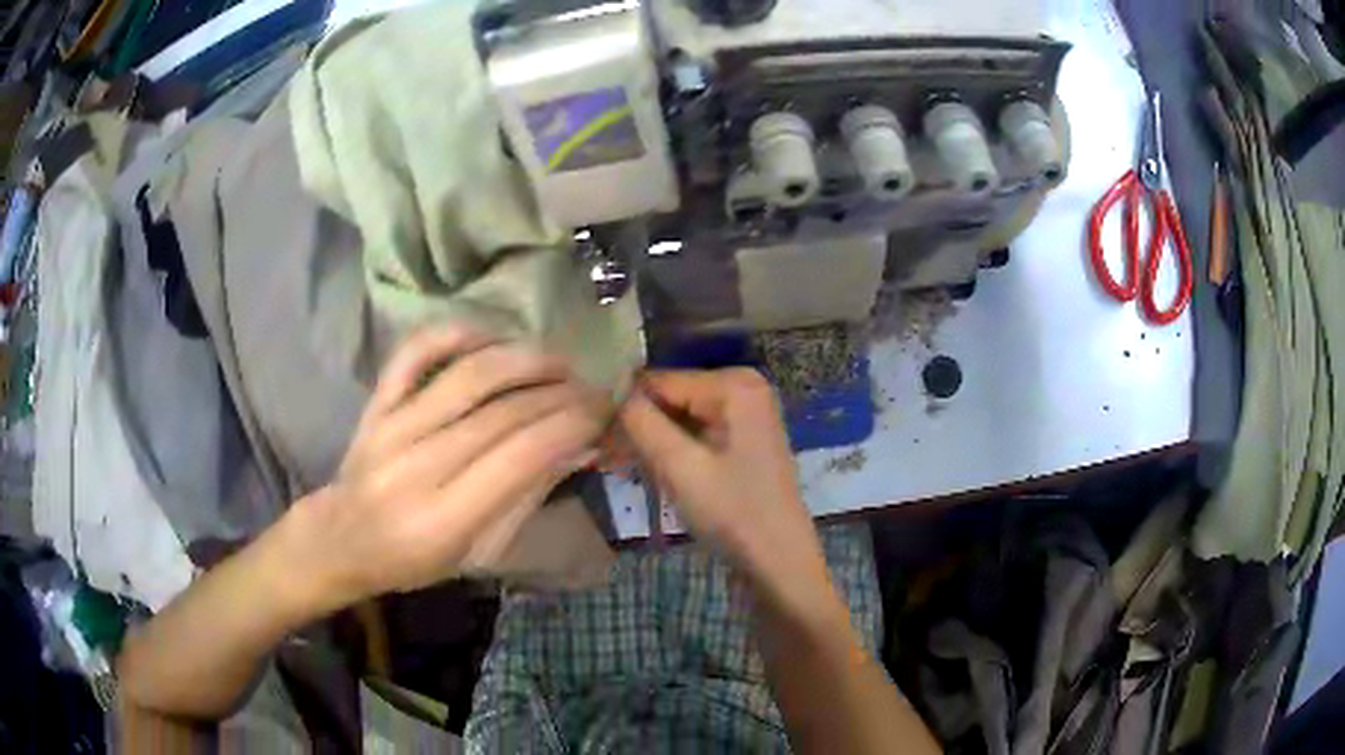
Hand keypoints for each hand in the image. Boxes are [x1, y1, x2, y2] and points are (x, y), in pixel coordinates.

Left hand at [279, 327, 608, 614]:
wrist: (342, 539)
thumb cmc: (415, 561)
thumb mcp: (480, 552)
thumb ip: (527, 497)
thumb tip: (581, 446)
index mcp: (444, 519)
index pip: (522, 455)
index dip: (571, 425)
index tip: (604, 412)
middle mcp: (416, 467)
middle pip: (503, 412)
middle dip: (560, 393)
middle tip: (594, 387)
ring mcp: (391, 428)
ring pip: (468, 376)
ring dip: (524, 359)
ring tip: (560, 362)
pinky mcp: (376, 403)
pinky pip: (415, 352)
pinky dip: (455, 333)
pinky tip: (493, 336)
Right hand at [618, 369, 834, 611]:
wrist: (780, 563)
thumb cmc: (735, 514)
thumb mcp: (681, 467)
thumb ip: (641, 422)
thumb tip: (608, 391)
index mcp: (734, 384)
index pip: (659, 380)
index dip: (622, 406)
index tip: (592, 438)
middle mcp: (741, 388)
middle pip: (669, 398)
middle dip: (635, 426)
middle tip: (604, 459)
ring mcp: (743, 415)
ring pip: (677, 419)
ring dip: (647, 442)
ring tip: (616, 468)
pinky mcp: (739, 441)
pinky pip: (693, 435)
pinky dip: (668, 452)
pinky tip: (645, 472)